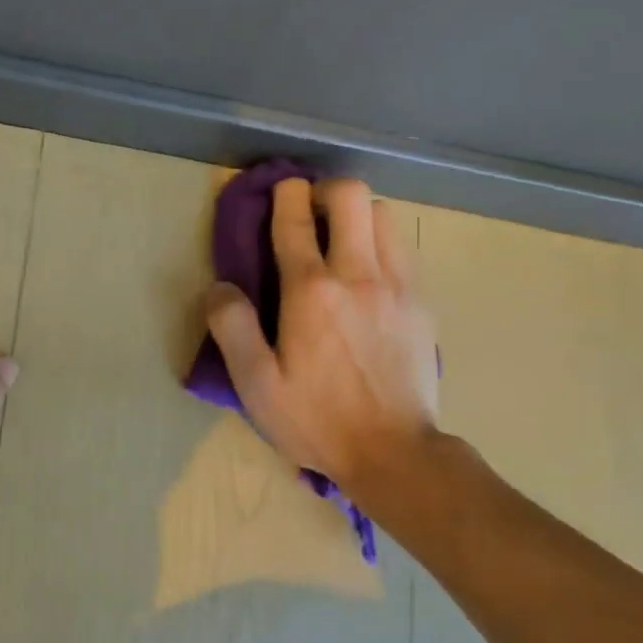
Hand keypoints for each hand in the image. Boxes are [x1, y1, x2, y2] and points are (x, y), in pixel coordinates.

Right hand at [205, 176, 439, 493]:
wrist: (395, 453)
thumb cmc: (317, 419)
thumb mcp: (256, 384)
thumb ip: (232, 328)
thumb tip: (220, 287)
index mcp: (310, 291)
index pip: (295, 219)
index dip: (283, 194)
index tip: (278, 190)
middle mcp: (357, 275)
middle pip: (351, 196)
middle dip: (325, 189)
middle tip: (310, 212)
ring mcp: (398, 285)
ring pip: (385, 214)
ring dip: (358, 214)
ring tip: (341, 239)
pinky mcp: (422, 303)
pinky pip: (403, 248)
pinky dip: (382, 242)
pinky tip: (368, 272)